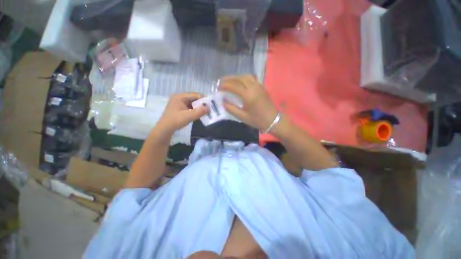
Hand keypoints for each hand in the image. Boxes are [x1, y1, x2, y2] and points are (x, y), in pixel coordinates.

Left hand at [157, 93, 208, 132]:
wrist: (164, 129)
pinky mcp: (179, 109)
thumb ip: (199, 112)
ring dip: (198, 107)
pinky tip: (199, 114)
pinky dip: (194, 110)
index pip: (195, 95)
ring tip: (206, 111)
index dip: (203, 99)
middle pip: (193, 99)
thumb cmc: (176, 121)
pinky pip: (189, 107)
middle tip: (209, 108)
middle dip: (201, 103)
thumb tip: (209, 107)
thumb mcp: (189, 116)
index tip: (211, 103)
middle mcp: (179, 98)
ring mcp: (178, 103)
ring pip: (192, 103)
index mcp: (180, 97)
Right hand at [221, 75, 278, 131]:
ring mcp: (259, 86)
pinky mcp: (262, 87)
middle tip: (221, 82)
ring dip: (236, 77)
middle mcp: (254, 87)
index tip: (218, 88)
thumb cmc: (257, 120)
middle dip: (229, 78)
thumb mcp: (242, 117)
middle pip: (239, 78)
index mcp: (248, 95)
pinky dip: (243, 78)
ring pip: (246, 76)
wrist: (273, 120)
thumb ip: (231, 109)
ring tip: (230, 81)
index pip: (234, 86)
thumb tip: (223, 102)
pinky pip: (251, 78)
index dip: (225, 85)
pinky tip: (240, 82)